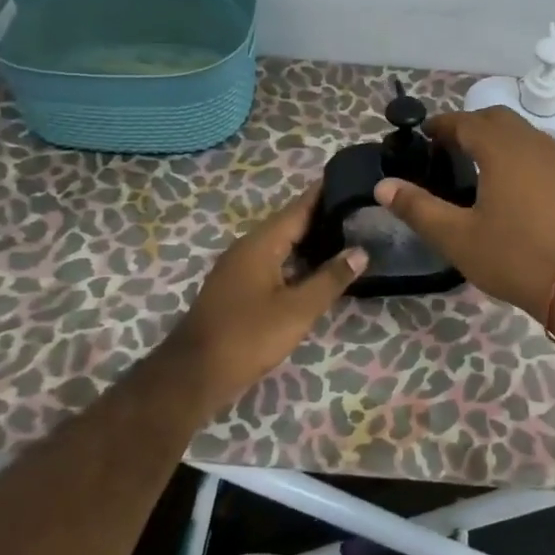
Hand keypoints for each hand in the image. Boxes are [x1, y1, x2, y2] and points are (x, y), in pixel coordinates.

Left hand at [167, 185, 366, 410]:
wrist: (194, 374)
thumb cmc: (248, 336)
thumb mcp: (297, 310)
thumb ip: (330, 279)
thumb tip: (361, 251)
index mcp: (261, 243)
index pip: (299, 208)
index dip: (325, 193)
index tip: (352, 180)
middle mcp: (248, 247)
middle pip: (290, 223)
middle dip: (322, 216)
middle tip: (359, 211)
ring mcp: (239, 267)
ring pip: (281, 244)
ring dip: (310, 239)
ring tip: (346, 235)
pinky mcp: (237, 287)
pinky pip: (273, 261)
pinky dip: (296, 259)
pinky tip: (316, 269)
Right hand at [374, 107, 554, 321]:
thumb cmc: (515, 257)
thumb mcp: (457, 237)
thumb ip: (418, 208)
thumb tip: (383, 187)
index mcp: (502, 150)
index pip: (466, 121)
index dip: (441, 125)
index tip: (424, 135)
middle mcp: (533, 144)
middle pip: (497, 119)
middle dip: (470, 126)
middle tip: (448, 149)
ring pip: (523, 133)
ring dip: (498, 139)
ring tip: (478, 165)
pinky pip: (542, 153)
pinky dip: (520, 155)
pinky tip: (513, 185)